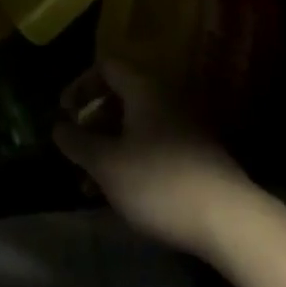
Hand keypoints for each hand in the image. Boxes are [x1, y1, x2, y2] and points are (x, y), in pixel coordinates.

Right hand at [54, 61, 250, 257]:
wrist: (228, 219)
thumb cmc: (158, 181)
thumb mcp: (106, 164)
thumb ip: (77, 142)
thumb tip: (57, 127)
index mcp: (143, 89)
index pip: (105, 67)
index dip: (79, 85)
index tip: (63, 113)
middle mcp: (165, 99)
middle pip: (119, 98)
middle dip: (92, 125)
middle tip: (75, 154)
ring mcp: (184, 127)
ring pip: (135, 128)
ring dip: (109, 150)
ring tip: (90, 187)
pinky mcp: (195, 156)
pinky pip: (153, 146)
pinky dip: (131, 162)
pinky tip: (121, 195)